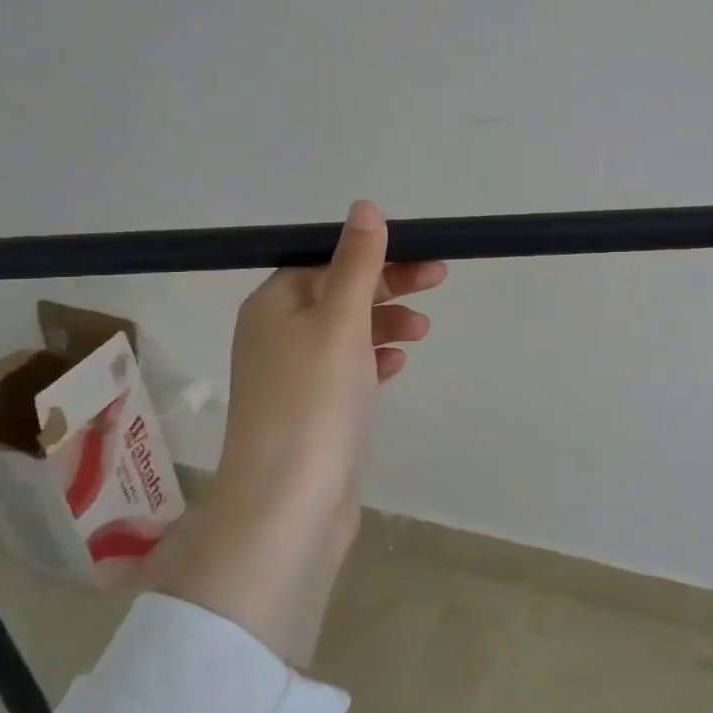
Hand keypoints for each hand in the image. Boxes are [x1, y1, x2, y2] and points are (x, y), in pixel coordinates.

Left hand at [154, 201, 445, 664]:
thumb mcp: (339, 320)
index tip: (420, 253)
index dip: (373, 253)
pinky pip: (347, 371)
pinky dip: (374, 360)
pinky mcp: (313, 412)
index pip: (325, 260)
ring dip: (385, 322)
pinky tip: (398, 365)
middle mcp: (276, 335)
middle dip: (388, 284)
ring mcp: (294, 377)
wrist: (290, 505)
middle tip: (439, 279)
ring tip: (424, 330)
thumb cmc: (314, 400)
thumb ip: (356, 263)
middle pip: (338, 293)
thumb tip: (364, 207)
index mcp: (273, 305)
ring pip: (347, 332)